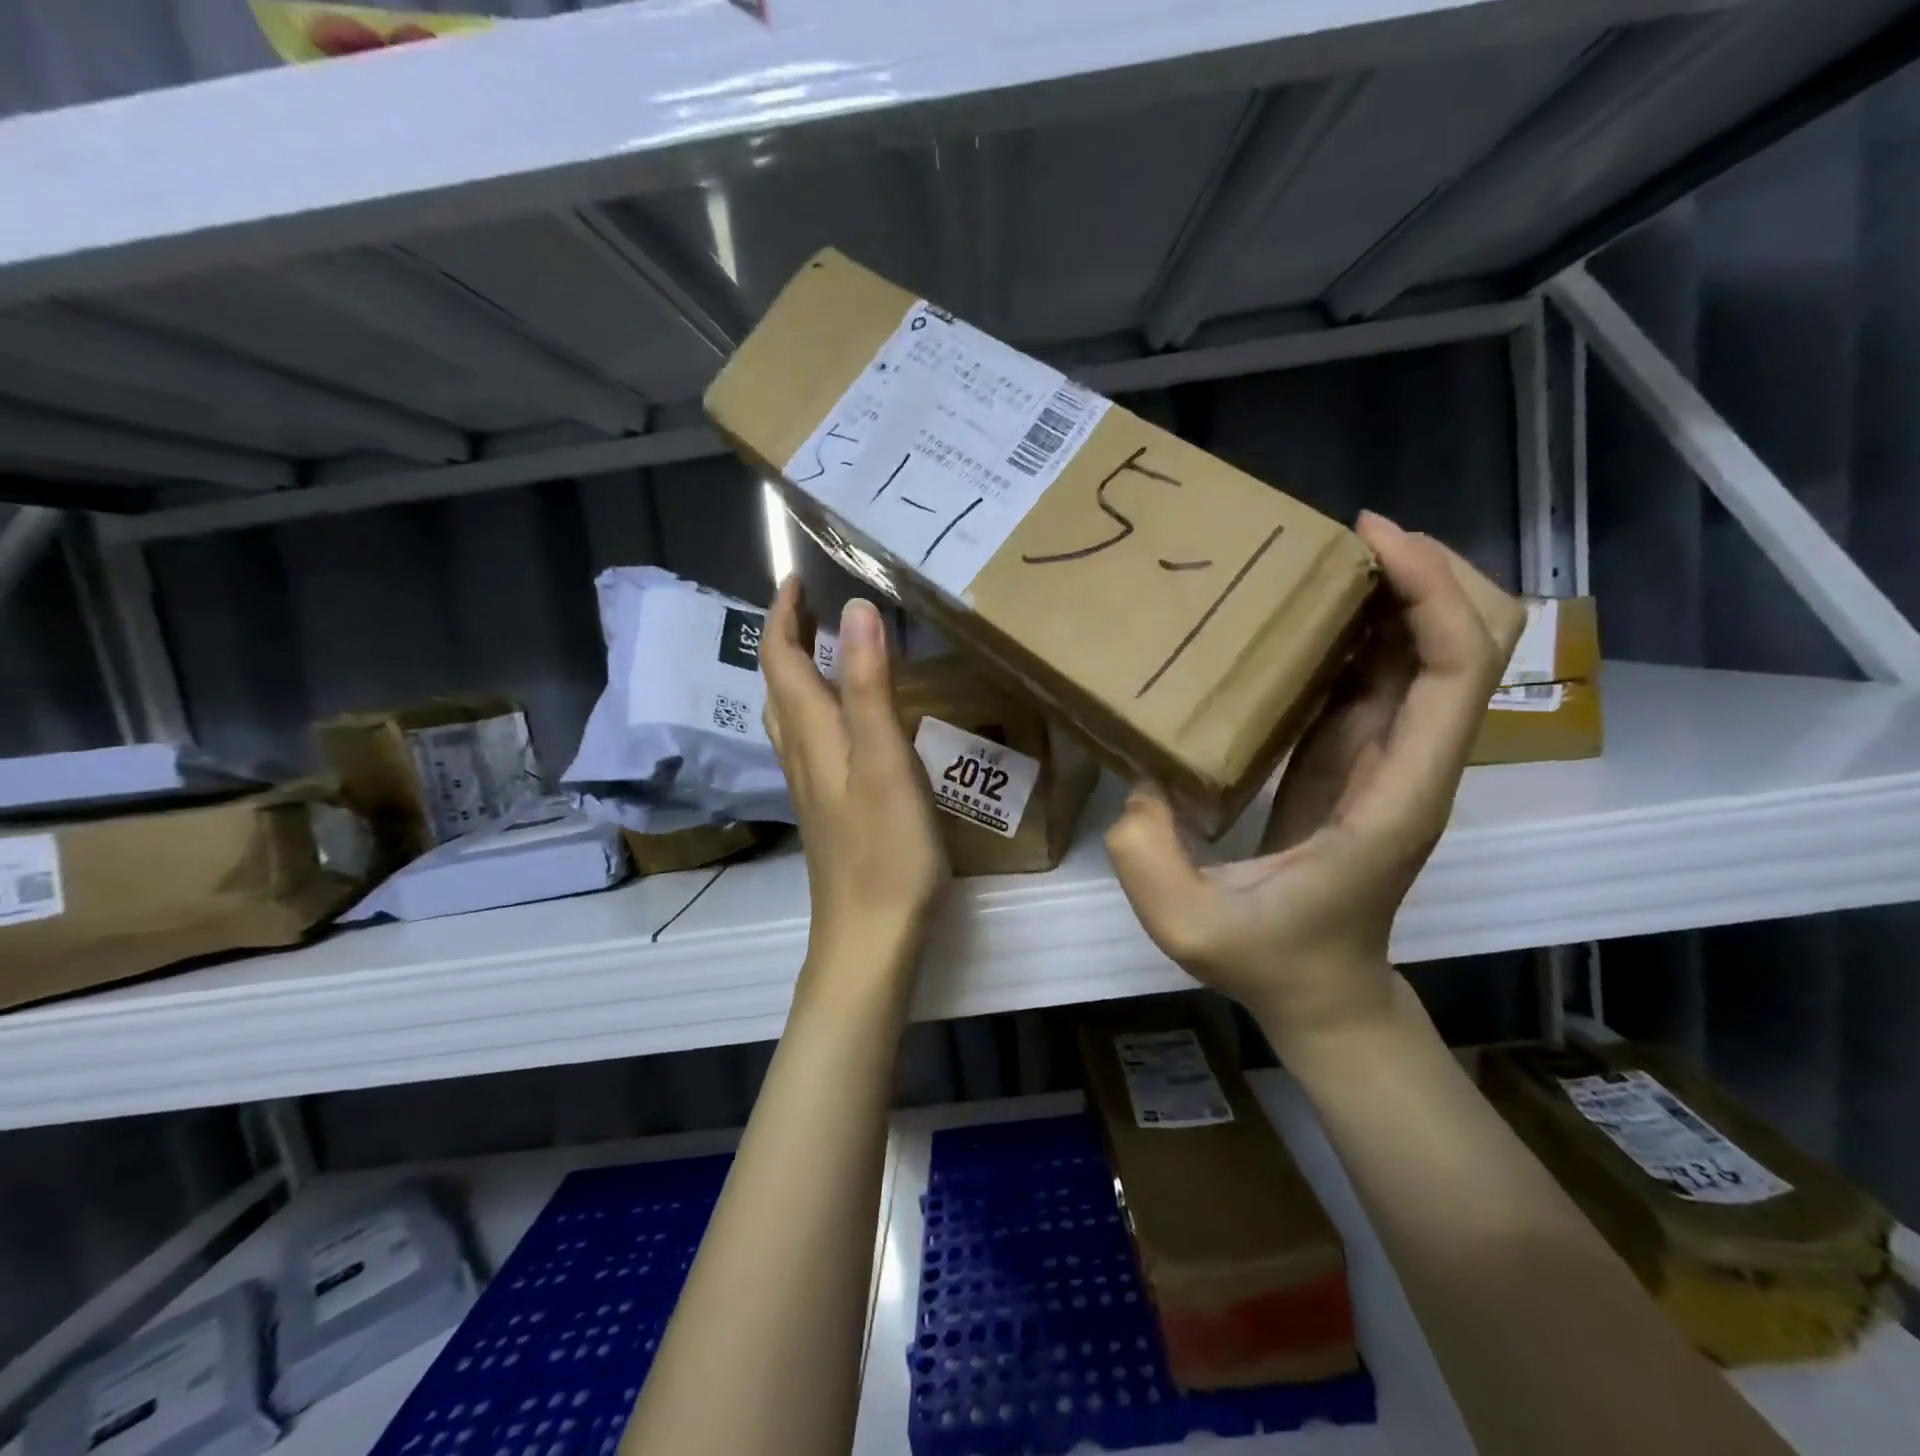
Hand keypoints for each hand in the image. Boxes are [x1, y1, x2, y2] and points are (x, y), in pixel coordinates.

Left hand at [760, 578, 949, 975]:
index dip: (782, 616)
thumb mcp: (883, 759)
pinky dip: (819, 710)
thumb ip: (868, 686)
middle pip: (778, 687)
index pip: (780, 661)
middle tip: (813, 606)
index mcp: (812, 736)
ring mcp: (813, 788)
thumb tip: (854, 610)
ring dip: (798, 674)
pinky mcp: (830, 811)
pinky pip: (813, 743)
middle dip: (786, 639)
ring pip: (791, 718)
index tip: (795, 577)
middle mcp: (802, 756)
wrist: (870, 937)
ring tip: (827, 649)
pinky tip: (848, 721)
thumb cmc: (885, 849)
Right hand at [1105, 513, 1507, 1056]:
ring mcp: (1391, 759)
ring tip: (1329, 555)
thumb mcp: (1188, 927)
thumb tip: (1140, 781)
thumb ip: (1148, 856)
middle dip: (1435, 572)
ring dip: (1401, 592)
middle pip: (1477, 644)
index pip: (1454, 673)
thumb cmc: (1270, 962)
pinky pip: (1383, 676)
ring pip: (1433, 652)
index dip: (1432, 593)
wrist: (1323, 994)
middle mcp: (1412, 764)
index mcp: (1396, 793)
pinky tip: (1309, 610)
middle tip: (1354, 533)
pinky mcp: (1359, 759)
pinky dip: (1365, 629)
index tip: (1373, 539)